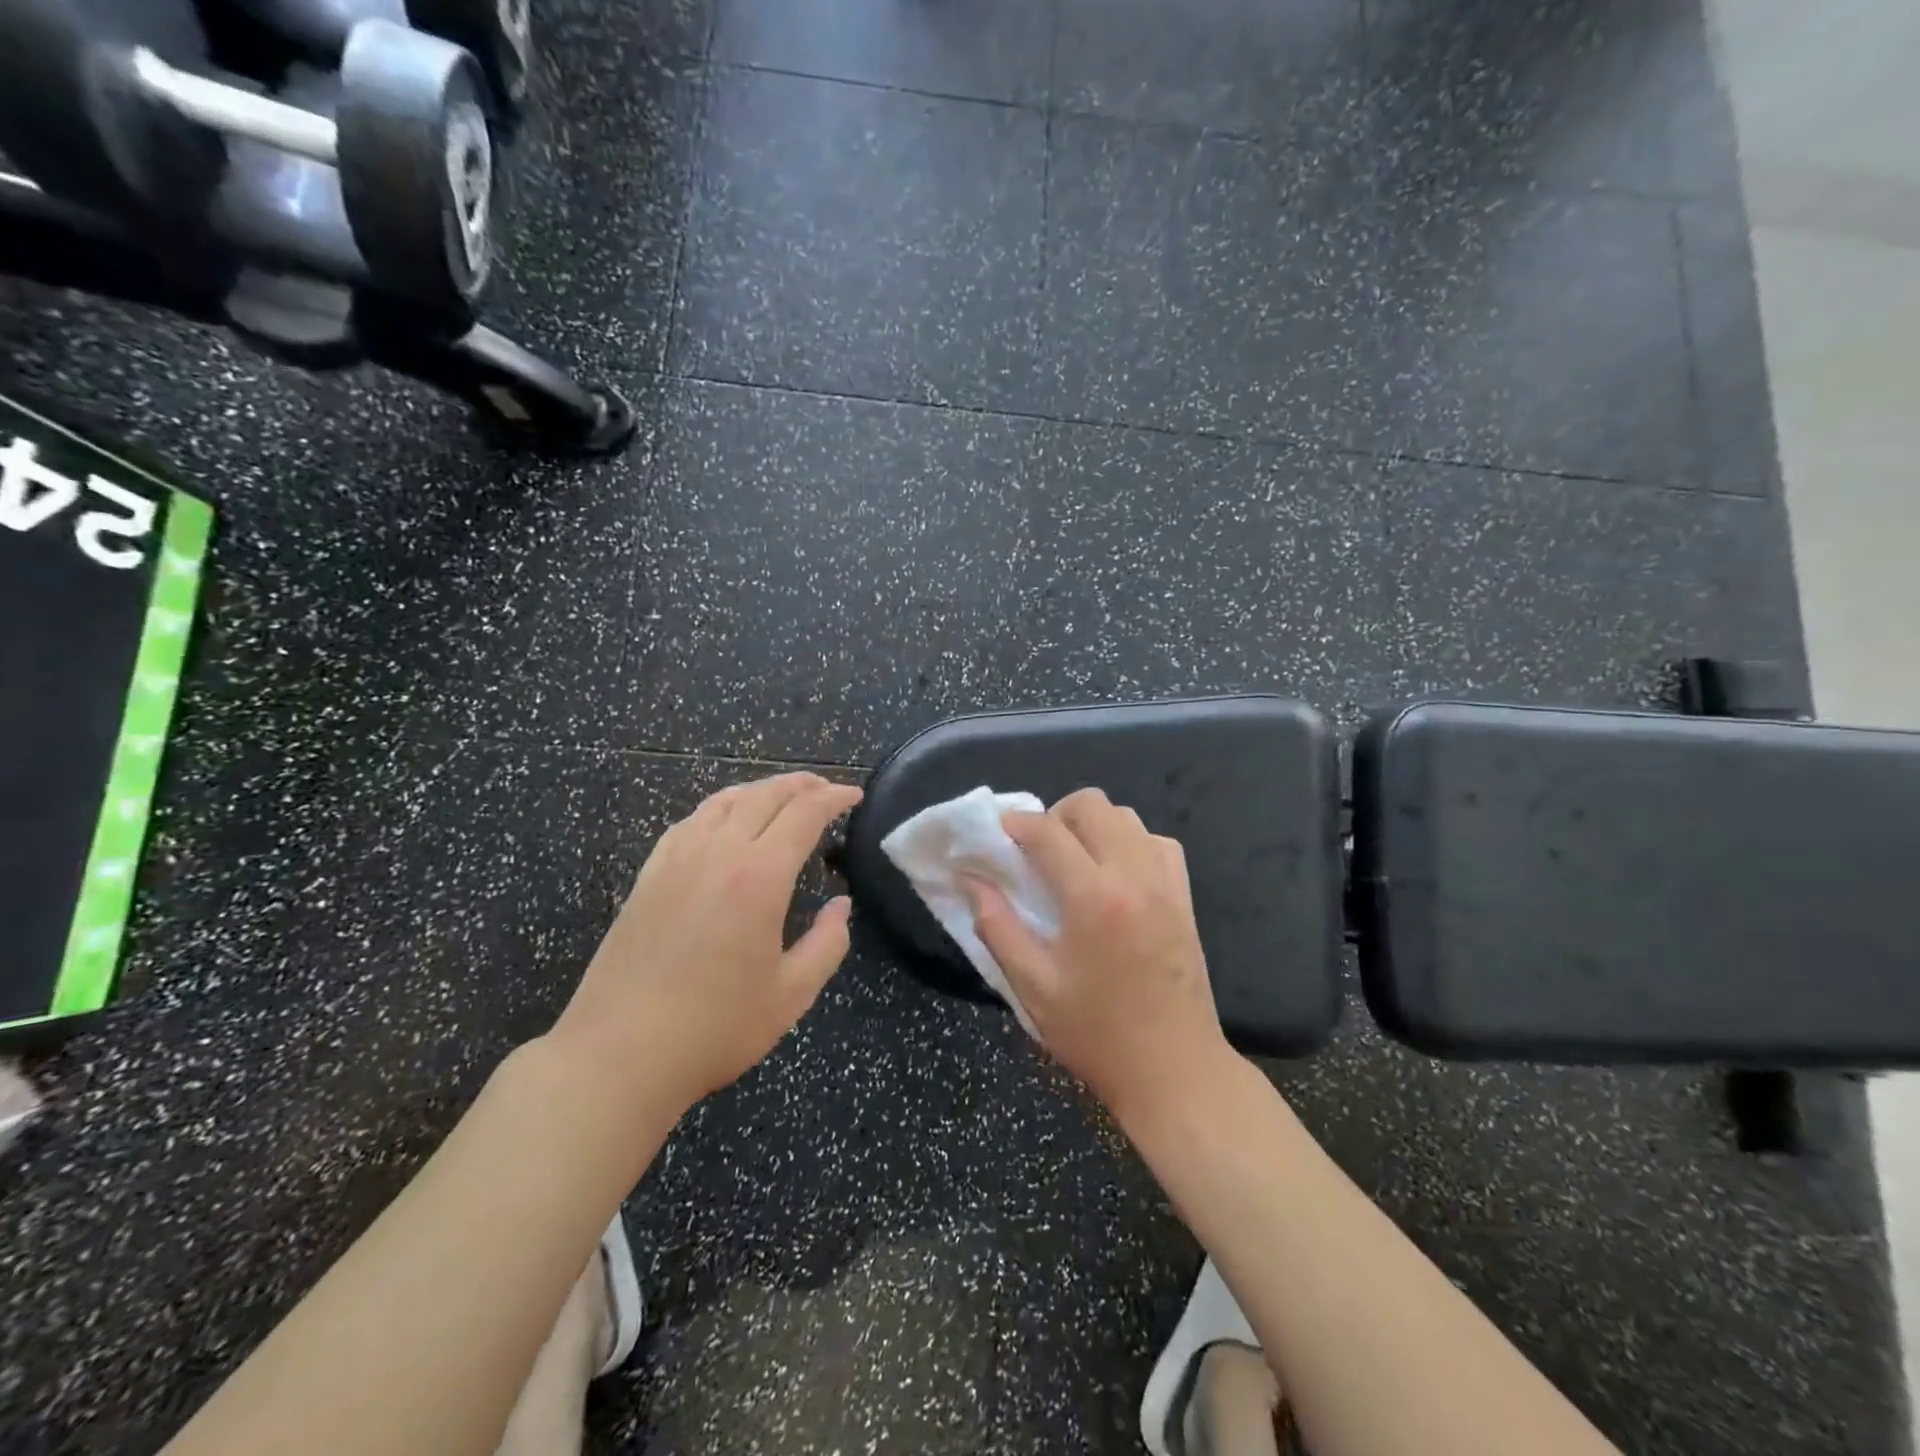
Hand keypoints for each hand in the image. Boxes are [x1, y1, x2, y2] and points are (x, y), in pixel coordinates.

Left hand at [553, 772, 862, 1110]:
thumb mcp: (791, 995)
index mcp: (759, 877)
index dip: (834, 798)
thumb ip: (827, 944)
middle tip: (826, 790)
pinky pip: (690, 822)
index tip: (855, 796)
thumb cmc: (714, 1029)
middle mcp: (718, 853)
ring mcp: (676, 860)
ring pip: (724, 801)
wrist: (618, 1055)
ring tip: (782, 795)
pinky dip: (719, 807)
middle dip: (801, 785)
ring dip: (761, 790)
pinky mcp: (648, 876)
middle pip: (765, 795)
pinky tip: (724, 821)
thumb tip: (841, 906)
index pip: (804, 814)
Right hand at [965, 788, 1230, 1123]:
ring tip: (1074, 860)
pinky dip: (1130, 842)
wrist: (1175, 1070)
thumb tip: (970, 880)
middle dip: (1055, 815)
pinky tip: (1115, 874)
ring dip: (1093, 825)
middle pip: (1093, 805)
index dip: (1016, 823)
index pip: (1048, 832)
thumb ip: (997, 926)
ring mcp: (1166, 883)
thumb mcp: (1033, 987)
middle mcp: (1134, 875)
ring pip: (1127, 816)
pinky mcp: (1185, 898)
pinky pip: (1158, 842)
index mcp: (1093, 897)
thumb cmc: (1097, 1034)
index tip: (998, 832)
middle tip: (1037, 851)